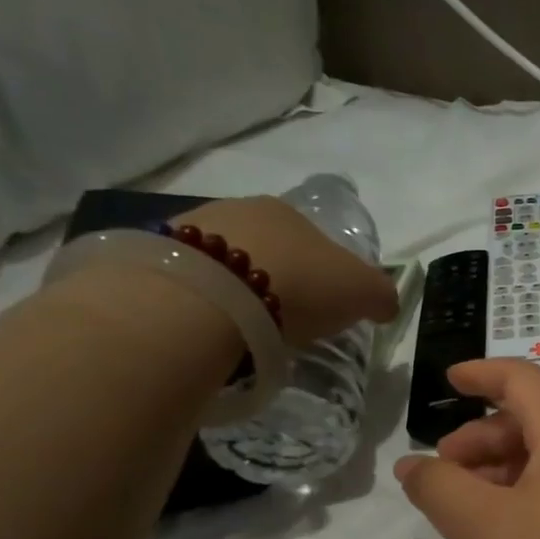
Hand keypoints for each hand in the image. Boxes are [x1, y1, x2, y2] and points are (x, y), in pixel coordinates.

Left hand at [176, 197, 396, 345]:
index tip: (325, 306)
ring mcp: (189, 230)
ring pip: (225, 262)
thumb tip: (385, 305)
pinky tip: (212, 328)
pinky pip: (193, 283)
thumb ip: (381, 295)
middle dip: (279, 278)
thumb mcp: (363, 292)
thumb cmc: (298, 285)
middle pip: (268, 248)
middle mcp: (238, 209)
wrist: (209, 298)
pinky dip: (205, 302)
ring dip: (238, 289)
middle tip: (287, 320)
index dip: (324, 273)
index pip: (314, 240)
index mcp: (289, 212)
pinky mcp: (154, 260)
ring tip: (246, 329)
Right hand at [393, 360, 539, 538]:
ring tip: (473, 510)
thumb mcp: (484, 528)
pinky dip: (537, 493)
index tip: (448, 381)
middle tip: (445, 474)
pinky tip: (517, 533)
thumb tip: (414, 465)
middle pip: (538, 420)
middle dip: (483, 438)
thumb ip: (439, 488)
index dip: (480, 374)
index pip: (523, 379)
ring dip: (508, 471)